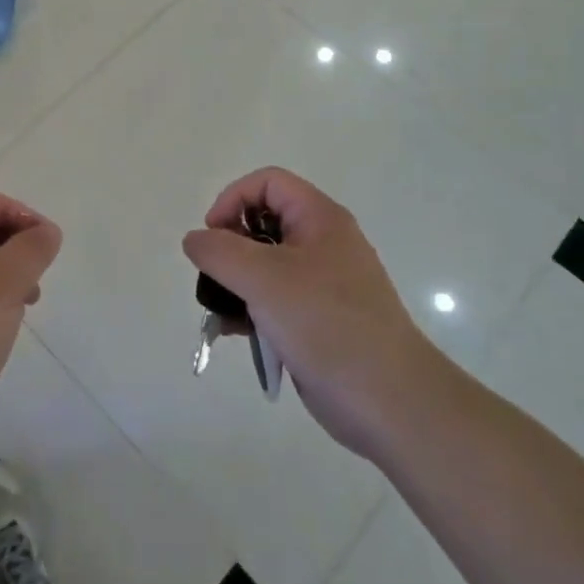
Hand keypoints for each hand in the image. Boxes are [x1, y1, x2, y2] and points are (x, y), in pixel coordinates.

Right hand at [183, 167, 431, 455]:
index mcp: (320, 219)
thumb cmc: (326, 324)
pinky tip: (236, 333)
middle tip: (216, 275)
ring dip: (236, 282)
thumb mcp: (263, 278)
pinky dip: (252, 309)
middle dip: (231, 245)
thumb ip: (219, 251)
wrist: (389, 401)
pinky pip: (276, 300)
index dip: (233, 199)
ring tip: (220, 310)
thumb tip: (195, 240)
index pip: (267, 183)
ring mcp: (324, 284)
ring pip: (266, 265)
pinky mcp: (319, 319)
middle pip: (264, 222)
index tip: (214, 236)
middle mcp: (324, 243)